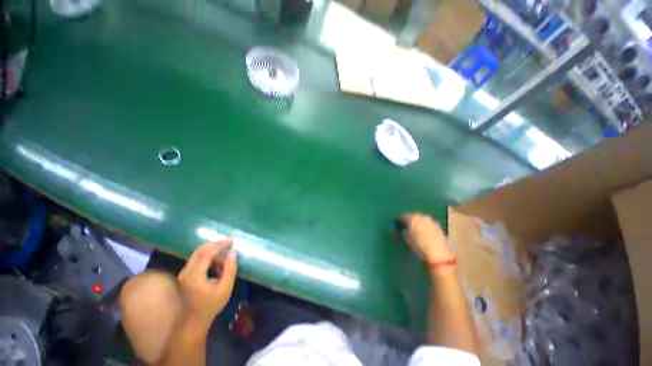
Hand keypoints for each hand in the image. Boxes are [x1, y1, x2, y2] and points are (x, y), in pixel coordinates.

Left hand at [178, 240, 237, 331]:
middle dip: (216, 245)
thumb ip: (230, 270)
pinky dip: (208, 258)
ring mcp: (184, 273)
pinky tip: (217, 266)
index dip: (220, 244)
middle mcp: (187, 271)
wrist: (192, 322)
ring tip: (225, 260)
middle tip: (229, 244)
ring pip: (198, 255)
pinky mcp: (185, 276)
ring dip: (212, 252)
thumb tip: (233, 253)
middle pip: (200, 250)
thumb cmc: (210, 306)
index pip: (207, 252)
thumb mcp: (225, 289)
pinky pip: (197, 260)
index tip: (232, 241)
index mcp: (195, 275)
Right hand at [401, 213, 452, 262]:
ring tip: (417, 232)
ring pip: (422, 220)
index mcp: (412, 218)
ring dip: (419, 224)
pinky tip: (426, 235)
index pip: (403, 216)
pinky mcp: (438, 226)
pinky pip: (429, 224)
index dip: (400, 221)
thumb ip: (404, 231)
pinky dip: (426, 227)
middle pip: (414, 216)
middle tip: (408, 228)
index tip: (399, 226)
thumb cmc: (418, 244)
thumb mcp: (406, 239)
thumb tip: (404, 229)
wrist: (437, 251)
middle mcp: (422, 217)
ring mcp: (431, 221)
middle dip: (411, 221)